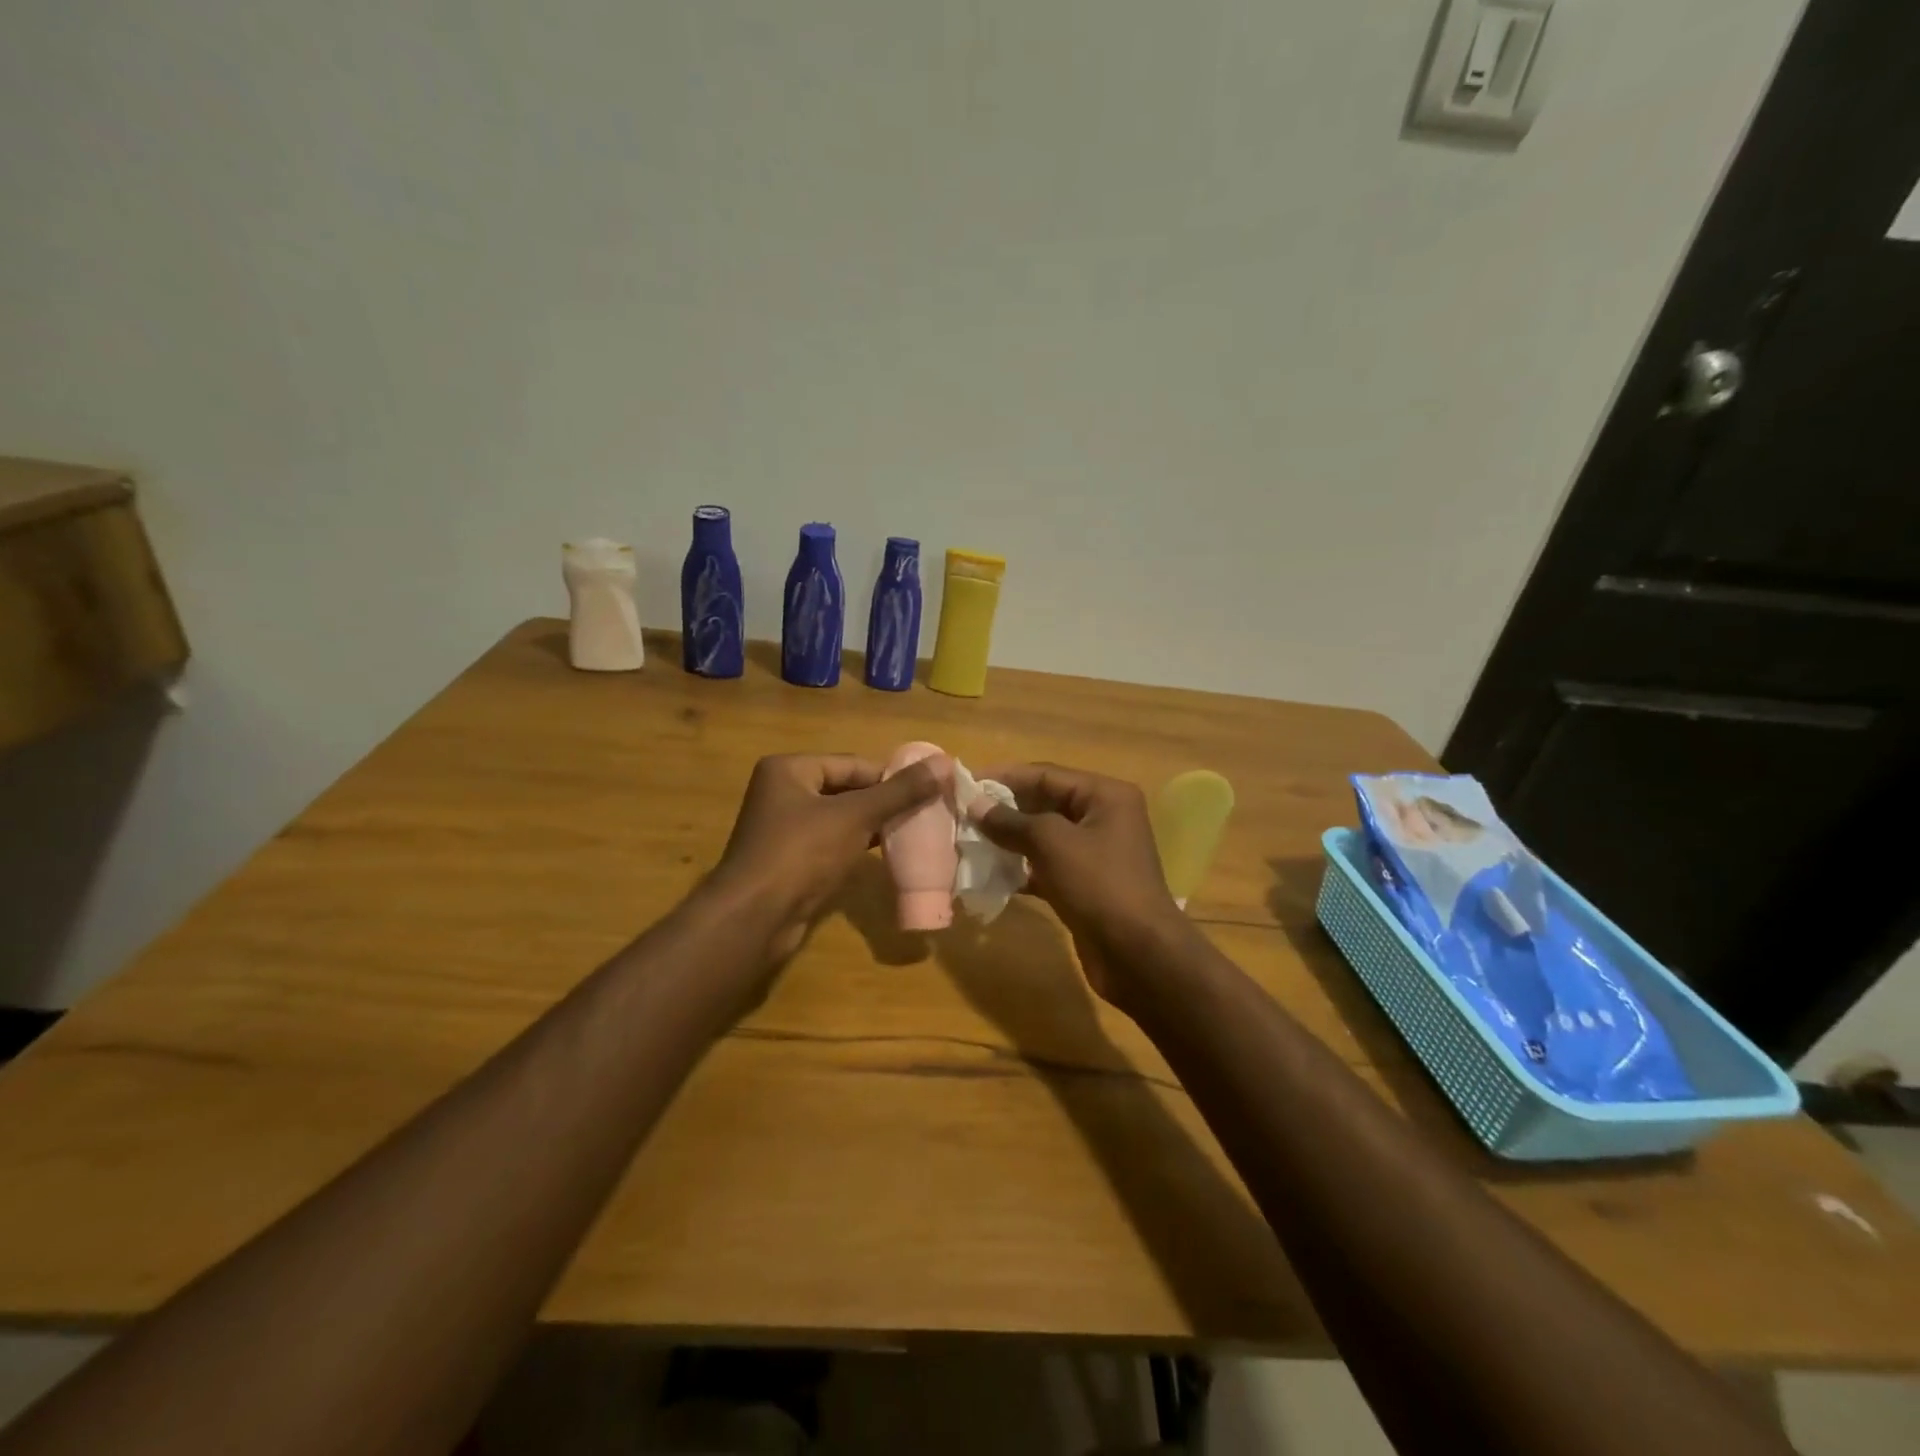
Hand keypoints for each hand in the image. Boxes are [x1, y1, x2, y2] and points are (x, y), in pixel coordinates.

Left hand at [708, 752, 945, 962]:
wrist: (754, 918)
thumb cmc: (802, 853)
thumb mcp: (856, 816)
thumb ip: (900, 791)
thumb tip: (944, 763)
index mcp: (789, 769)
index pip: (853, 764)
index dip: (892, 777)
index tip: (929, 791)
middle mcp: (782, 792)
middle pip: (847, 789)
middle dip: (884, 802)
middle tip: (926, 813)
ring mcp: (784, 829)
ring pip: (840, 819)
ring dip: (873, 825)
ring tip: (914, 832)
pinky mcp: (790, 861)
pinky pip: (832, 844)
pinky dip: (857, 846)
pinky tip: (886, 854)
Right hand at [972, 763, 1192, 1006]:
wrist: (1138, 955)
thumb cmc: (1099, 885)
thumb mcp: (1052, 844)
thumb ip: (1011, 822)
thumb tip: (975, 805)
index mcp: (1105, 795)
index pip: (1046, 775)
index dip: (1004, 777)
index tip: (965, 783)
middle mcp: (1102, 817)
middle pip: (1044, 803)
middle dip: (1004, 809)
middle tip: (962, 814)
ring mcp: (1095, 853)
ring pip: (1043, 837)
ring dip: (1008, 839)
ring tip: (969, 841)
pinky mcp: (1084, 884)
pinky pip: (1046, 866)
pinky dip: (1020, 868)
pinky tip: (989, 875)